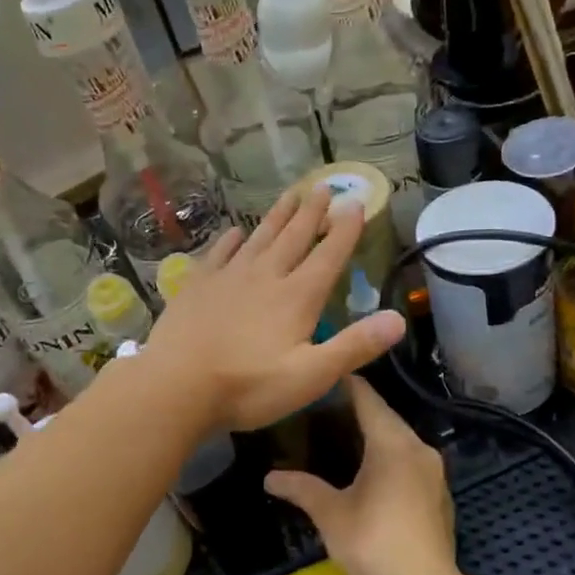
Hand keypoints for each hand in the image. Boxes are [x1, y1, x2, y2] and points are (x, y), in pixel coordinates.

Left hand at [143, 186, 404, 432]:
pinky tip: (234, 232)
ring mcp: (228, 279)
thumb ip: (354, 346)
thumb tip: (399, 319)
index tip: (355, 203)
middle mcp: (265, 277)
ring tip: (290, 195)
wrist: (176, 387)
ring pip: (259, 238)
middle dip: (312, 213)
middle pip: (294, 238)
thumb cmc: (248, 387)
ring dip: (277, 217)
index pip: (328, 256)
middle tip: (323, 187)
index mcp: (296, 297)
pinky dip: (229, 240)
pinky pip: (218, 254)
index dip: (345, 230)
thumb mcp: (311, 376)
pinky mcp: (197, 287)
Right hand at [264, 377, 459, 574]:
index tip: (323, 375)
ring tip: (342, 436)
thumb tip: (269, 478)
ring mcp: (435, 471)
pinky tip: (371, 470)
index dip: (346, 384)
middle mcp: (419, 447)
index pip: (368, 399)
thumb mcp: (331, 515)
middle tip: (323, 408)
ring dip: (375, 435)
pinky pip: (411, 460)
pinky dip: (391, 456)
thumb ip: (301, 489)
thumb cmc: (374, 544)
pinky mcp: (440, 492)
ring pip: (401, 439)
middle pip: (386, 417)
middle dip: (358, 410)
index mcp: (392, 443)